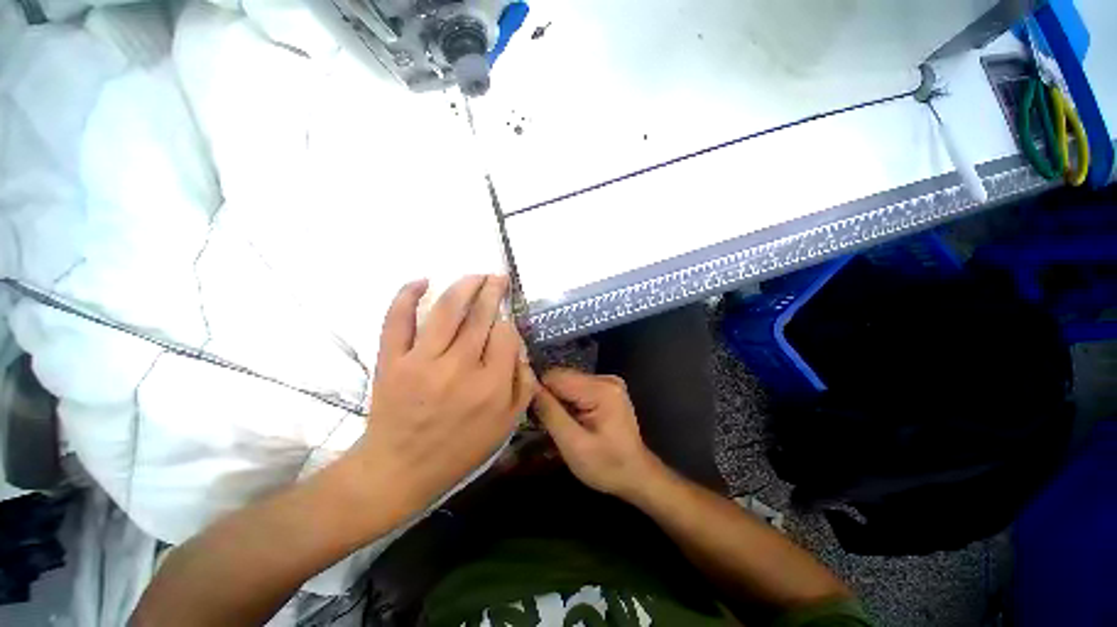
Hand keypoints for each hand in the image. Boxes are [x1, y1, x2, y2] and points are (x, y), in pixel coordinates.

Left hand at [348, 275, 535, 517]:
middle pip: (480, 316)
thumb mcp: (506, 426)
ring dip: (464, 285)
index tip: (504, 322)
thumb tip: (521, 350)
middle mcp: (459, 367)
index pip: (506, 335)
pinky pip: (397, 321)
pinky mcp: (391, 361)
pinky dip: (406, 296)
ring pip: (446, 310)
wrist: (399, 470)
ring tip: (475, 275)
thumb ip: (523, 386)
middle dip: (492, 290)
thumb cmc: (459, 449)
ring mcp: (422, 361)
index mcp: (490, 385)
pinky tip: (421, 281)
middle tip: (497, 278)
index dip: (508, 322)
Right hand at [533, 369, 662, 499]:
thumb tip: (529, 385)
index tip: (534, 414)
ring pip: (568, 383)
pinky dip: (569, 402)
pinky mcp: (607, 389)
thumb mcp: (573, 444)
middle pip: (563, 377)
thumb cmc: (606, 465)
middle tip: (547, 424)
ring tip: (560, 424)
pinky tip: (572, 420)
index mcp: (600, 389)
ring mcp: (608, 382)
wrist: (637, 475)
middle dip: (550, 397)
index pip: (555, 376)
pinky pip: (577, 388)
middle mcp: (605, 378)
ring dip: (559, 401)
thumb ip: (550, 412)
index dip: (540, 392)